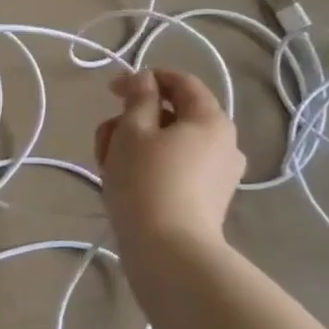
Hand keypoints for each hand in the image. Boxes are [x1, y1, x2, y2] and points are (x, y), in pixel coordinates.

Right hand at [96, 69, 244, 253]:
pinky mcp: (206, 199)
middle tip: (104, 138)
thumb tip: (145, 80)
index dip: (145, 79)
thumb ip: (139, 98)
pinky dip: (148, 166)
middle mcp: (223, 143)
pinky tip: (122, 183)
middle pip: (172, 115)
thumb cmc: (146, 181)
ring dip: (135, 145)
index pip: (181, 82)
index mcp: (210, 120)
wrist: (168, 250)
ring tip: (106, 166)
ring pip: (169, 143)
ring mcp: (218, 174)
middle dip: (132, 119)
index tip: (111, 90)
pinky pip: (175, 168)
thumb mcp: (133, 131)